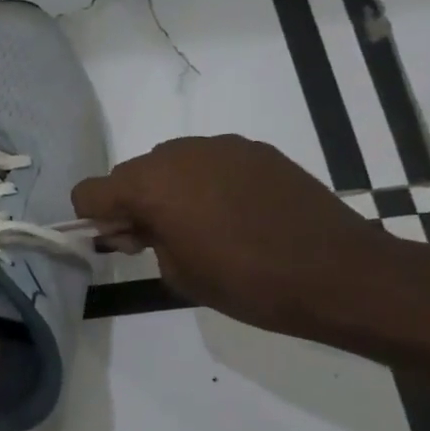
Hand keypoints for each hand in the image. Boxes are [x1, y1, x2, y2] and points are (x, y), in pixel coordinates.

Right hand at [71, 136, 404, 337]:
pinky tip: (238, 213)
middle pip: (129, 173)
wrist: (340, 274)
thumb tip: (140, 227)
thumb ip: (144, 241)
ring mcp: (220, 147)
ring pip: (169, 164)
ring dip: (170, 190)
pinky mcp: (255, 151)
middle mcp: (177, 155)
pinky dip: (207, 183)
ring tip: (205, 226)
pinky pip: (209, 162)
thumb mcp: (176, 273)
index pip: (89, 192)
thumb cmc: (246, 282)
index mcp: (149, 186)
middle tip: (161, 239)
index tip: (125, 243)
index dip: (96, 219)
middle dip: (133, 203)